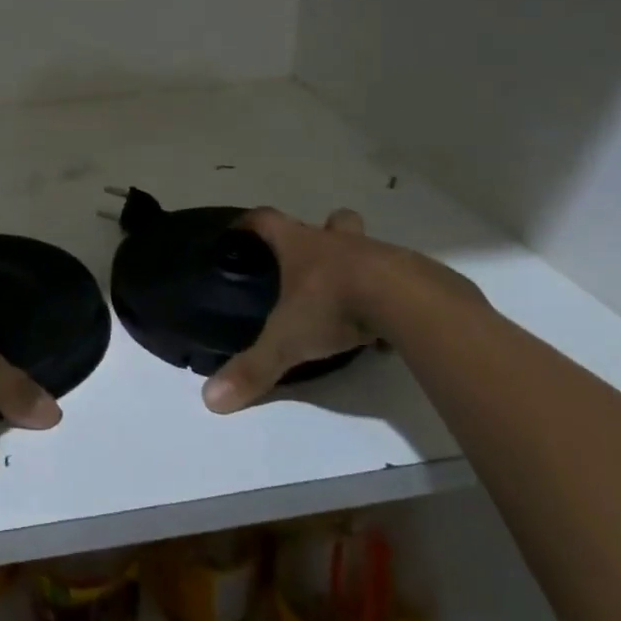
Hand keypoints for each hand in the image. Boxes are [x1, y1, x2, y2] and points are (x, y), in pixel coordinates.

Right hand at [202, 207, 485, 413]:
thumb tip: (212, 399)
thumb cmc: (334, 305)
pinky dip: (387, 295)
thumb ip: (253, 368)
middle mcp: (337, 242)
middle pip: (331, 221)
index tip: (239, 230)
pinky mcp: (409, 275)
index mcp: (301, 245)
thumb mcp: (287, 341)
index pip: (267, 220)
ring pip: (366, 247)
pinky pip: (396, 280)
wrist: (405, 301)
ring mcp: (377, 254)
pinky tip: (383, 324)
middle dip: (324, 231)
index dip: (250, 223)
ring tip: (349, 297)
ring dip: (357, 264)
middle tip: (313, 261)